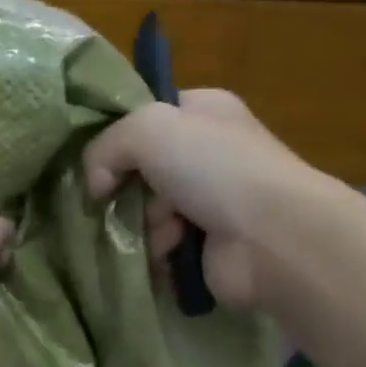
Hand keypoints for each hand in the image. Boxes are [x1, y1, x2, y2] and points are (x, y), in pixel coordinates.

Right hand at [83, 88, 306, 307]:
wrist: (271, 236)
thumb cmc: (215, 168)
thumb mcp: (149, 129)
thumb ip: (105, 145)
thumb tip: (95, 185)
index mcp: (203, 112)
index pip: (146, 118)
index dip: (118, 139)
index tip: (100, 163)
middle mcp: (207, 154)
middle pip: (139, 172)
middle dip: (129, 192)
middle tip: (130, 201)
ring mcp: (208, 202)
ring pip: (145, 214)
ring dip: (145, 227)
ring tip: (165, 233)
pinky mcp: (205, 246)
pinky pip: (160, 248)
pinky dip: (157, 254)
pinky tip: (169, 254)